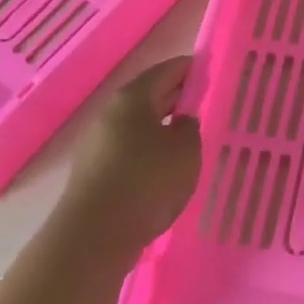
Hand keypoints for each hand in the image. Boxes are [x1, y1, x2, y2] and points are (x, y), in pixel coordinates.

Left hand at [55, 57, 202, 262]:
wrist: (94, 235)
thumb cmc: (147, 181)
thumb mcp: (186, 151)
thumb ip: (190, 128)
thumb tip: (181, 122)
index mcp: (132, 97)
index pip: (167, 70)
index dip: (191, 69)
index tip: (211, 73)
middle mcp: (110, 113)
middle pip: (149, 96)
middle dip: (176, 97)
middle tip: (204, 104)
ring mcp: (96, 142)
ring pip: (137, 125)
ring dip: (161, 127)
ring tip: (187, 139)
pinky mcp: (92, 171)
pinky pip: (127, 150)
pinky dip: (147, 151)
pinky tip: (162, 168)